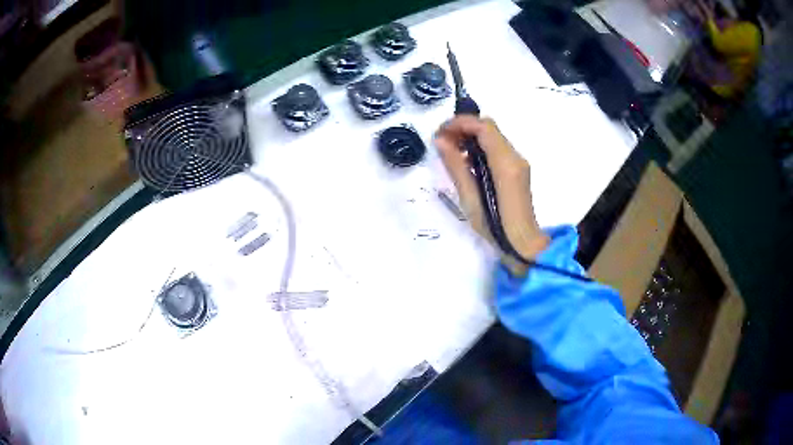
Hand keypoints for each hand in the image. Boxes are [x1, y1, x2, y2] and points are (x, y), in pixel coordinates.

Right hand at [434, 116, 549, 274]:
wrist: (523, 245)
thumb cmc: (495, 227)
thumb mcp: (470, 198)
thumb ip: (456, 165)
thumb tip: (441, 140)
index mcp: (505, 163)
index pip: (484, 127)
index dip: (460, 123)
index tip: (440, 132)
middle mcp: (515, 157)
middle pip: (489, 128)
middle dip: (464, 128)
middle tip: (442, 141)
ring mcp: (518, 163)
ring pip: (493, 136)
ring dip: (471, 137)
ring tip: (450, 152)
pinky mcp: (517, 170)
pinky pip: (497, 148)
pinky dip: (479, 147)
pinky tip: (467, 162)